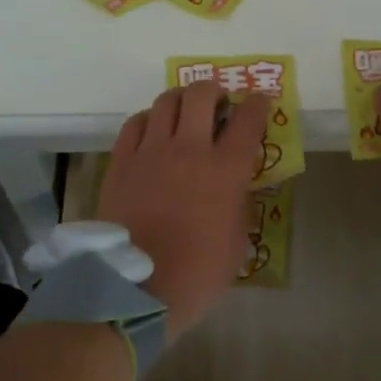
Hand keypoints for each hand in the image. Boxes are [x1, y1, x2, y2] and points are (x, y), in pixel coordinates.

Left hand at [98, 80, 267, 334]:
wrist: (136, 290)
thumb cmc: (197, 274)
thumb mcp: (237, 241)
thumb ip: (239, 202)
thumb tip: (236, 184)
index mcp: (225, 171)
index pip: (248, 120)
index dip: (257, 104)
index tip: (259, 101)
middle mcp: (189, 150)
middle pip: (202, 95)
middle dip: (214, 90)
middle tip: (218, 103)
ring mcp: (151, 152)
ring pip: (166, 101)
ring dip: (181, 99)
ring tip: (184, 112)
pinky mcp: (121, 161)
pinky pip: (135, 123)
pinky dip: (149, 119)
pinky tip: (153, 130)